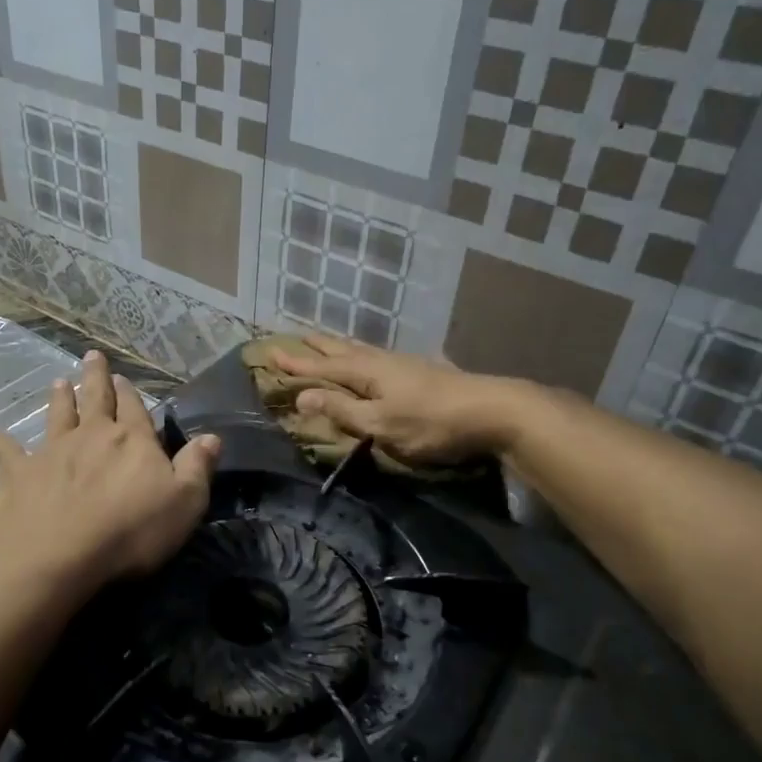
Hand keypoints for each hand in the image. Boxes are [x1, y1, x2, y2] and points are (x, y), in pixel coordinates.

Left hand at [0, 350, 220, 594]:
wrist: (57, 558)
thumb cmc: (130, 532)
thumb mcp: (184, 503)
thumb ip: (197, 467)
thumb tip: (211, 437)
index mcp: (131, 441)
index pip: (134, 409)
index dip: (130, 393)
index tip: (122, 377)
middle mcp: (90, 437)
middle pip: (94, 400)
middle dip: (94, 378)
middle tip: (91, 356)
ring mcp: (49, 453)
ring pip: (55, 417)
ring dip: (58, 399)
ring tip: (58, 382)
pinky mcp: (16, 476)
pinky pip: (8, 454)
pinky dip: (1, 443)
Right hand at [270, 334, 521, 464]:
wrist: (490, 410)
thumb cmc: (430, 422)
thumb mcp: (380, 424)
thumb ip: (342, 410)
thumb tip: (301, 396)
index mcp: (365, 372)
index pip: (322, 367)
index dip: (297, 364)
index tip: (271, 354)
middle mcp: (379, 361)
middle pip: (340, 350)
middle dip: (315, 347)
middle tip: (294, 338)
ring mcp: (401, 364)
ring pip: (359, 350)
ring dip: (336, 347)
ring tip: (323, 342)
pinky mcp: (417, 371)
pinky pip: (373, 356)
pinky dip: (357, 354)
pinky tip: (367, 359)